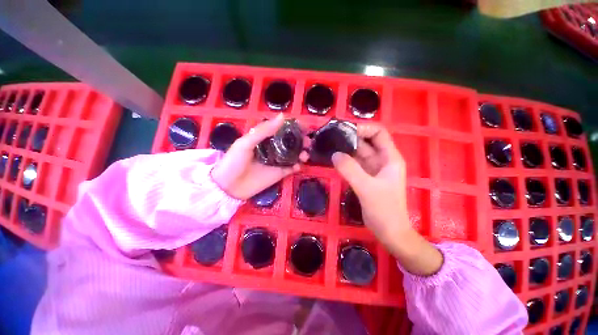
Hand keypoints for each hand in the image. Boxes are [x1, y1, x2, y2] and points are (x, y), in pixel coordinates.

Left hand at [211, 114, 307, 199]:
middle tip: (308, 142)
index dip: (293, 127)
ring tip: (305, 154)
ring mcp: (276, 161)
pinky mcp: (279, 173)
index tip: (304, 126)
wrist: (228, 187)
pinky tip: (298, 166)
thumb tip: (282, 116)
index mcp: (264, 138)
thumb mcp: (246, 143)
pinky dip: (297, 166)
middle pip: (290, 142)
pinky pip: (291, 168)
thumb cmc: (234, 161)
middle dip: (301, 140)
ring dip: (301, 153)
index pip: (281, 129)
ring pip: (293, 155)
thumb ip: (263, 130)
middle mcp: (272, 148)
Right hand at [332, 124, 442, 275]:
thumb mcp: (367, 188)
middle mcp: (382, 160)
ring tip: (330, 145)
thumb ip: (350, 170)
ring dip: (346, 149)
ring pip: (359, 153)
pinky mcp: (365, 178)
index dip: (363, 128)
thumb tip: (335, 154)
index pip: (379, 133)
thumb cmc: (384, 210)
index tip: (345, 130)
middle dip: (351, 137)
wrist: (389, 231)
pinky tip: (334, 159)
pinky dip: (345, 161)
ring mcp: (373, 169)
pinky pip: (354, 164)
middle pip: (367, 142)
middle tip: (332, 136)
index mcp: (390, 158)